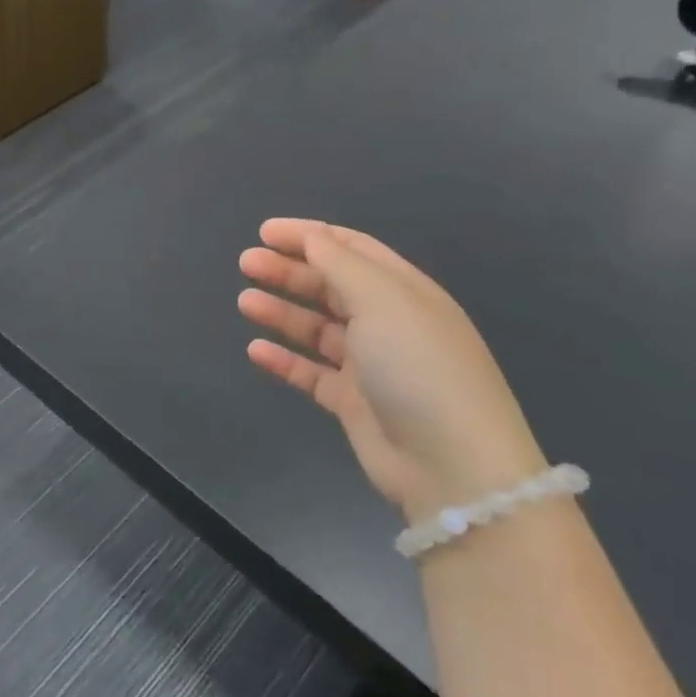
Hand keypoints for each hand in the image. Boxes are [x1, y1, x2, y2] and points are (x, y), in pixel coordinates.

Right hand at [238, 218, 544, 521]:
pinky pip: (311, 372)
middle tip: (246, 263)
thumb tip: (311, 237)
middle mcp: (388, 323)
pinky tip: (256, 350)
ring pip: (317, 328)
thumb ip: (340, 264)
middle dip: (289, 271)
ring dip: (282, 311)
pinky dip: (285, 359)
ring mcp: (371, 364)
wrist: (450, 464)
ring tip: (245, 302)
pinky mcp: (353, 402)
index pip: (352, 249)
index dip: (309, 236)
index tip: (264, 232)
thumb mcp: (383, 300)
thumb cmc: (418, 366)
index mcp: (404, 291)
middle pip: (330, 286)